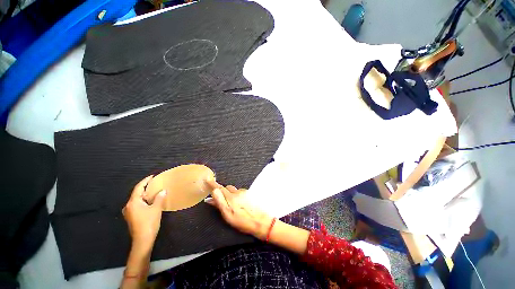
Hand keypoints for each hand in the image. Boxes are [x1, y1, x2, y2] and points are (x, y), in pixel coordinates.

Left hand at [122, 175, 166, 252]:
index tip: (152, 176)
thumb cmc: (149, 222)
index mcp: (133, 202)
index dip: (145, 181)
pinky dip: (143, 200)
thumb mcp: (156, 208)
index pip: (138, 188)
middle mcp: (128, 206)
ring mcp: (129, 212)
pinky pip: (136, 204)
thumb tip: (163, 190)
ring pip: (136, 199)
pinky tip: (149, 201)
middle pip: (136, 193)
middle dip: (145, 187)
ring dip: (144, 194)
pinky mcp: (131, 217)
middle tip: (154, 183)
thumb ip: (159, 198)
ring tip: (153, 191)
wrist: (143, 240)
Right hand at [205, 180, 272, 239]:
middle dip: (223, 191)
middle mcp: (237, 192)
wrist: (260, 221)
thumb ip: (219, 203)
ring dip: (231, 194)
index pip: (220, 188)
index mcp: (231, 197)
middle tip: (223, 200)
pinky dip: (238, 195)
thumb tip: (211, 195)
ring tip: (234, 205)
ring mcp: (244, 192)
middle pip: (227, 188)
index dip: (213, 184)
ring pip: (234, 190)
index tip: (208, 179)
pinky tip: (241, 204)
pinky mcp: (249, 193)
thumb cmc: (242, 221)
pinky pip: (240, 192)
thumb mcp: (228, 215)